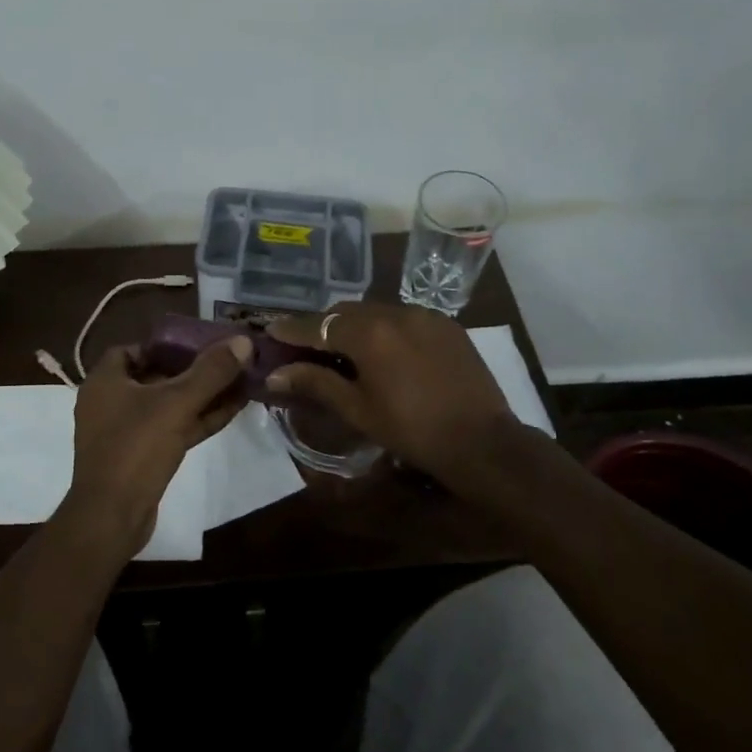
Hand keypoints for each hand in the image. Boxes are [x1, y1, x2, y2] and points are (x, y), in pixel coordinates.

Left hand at [64, 335, 253, 555]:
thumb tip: (243, 341)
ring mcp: (125, 433)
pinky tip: (231, 410)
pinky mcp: (141, 459)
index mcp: (106, 382)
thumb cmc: (136, 449)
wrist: (111, 517)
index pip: (133, 350)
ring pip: (168, 406)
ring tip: (239, 382)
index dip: (164, 345)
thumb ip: (210, 372)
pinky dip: (198, 419)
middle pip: (155, 377)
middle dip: (192, 370)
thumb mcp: (176, 403)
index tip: (197, 344)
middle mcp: (111, 403)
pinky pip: (173, 429)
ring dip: (201, 396)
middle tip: (226, 362)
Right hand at [267, 303, 517, 487]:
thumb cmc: (411, 430)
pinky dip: (385, 328)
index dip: (292, 329)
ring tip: (344, 349)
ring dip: (354, 325)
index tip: (270, 330)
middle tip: (306, 346)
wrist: (481, 441)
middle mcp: (395, 312)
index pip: (318, 325)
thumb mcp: (357, 409)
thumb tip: (275, 373)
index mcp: (368, 332)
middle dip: (323, 326)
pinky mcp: (446, 325)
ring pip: (376, 311)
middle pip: (346, 312)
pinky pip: (404, 318)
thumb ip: (316, 383)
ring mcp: (425, 315)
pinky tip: (384, 351)